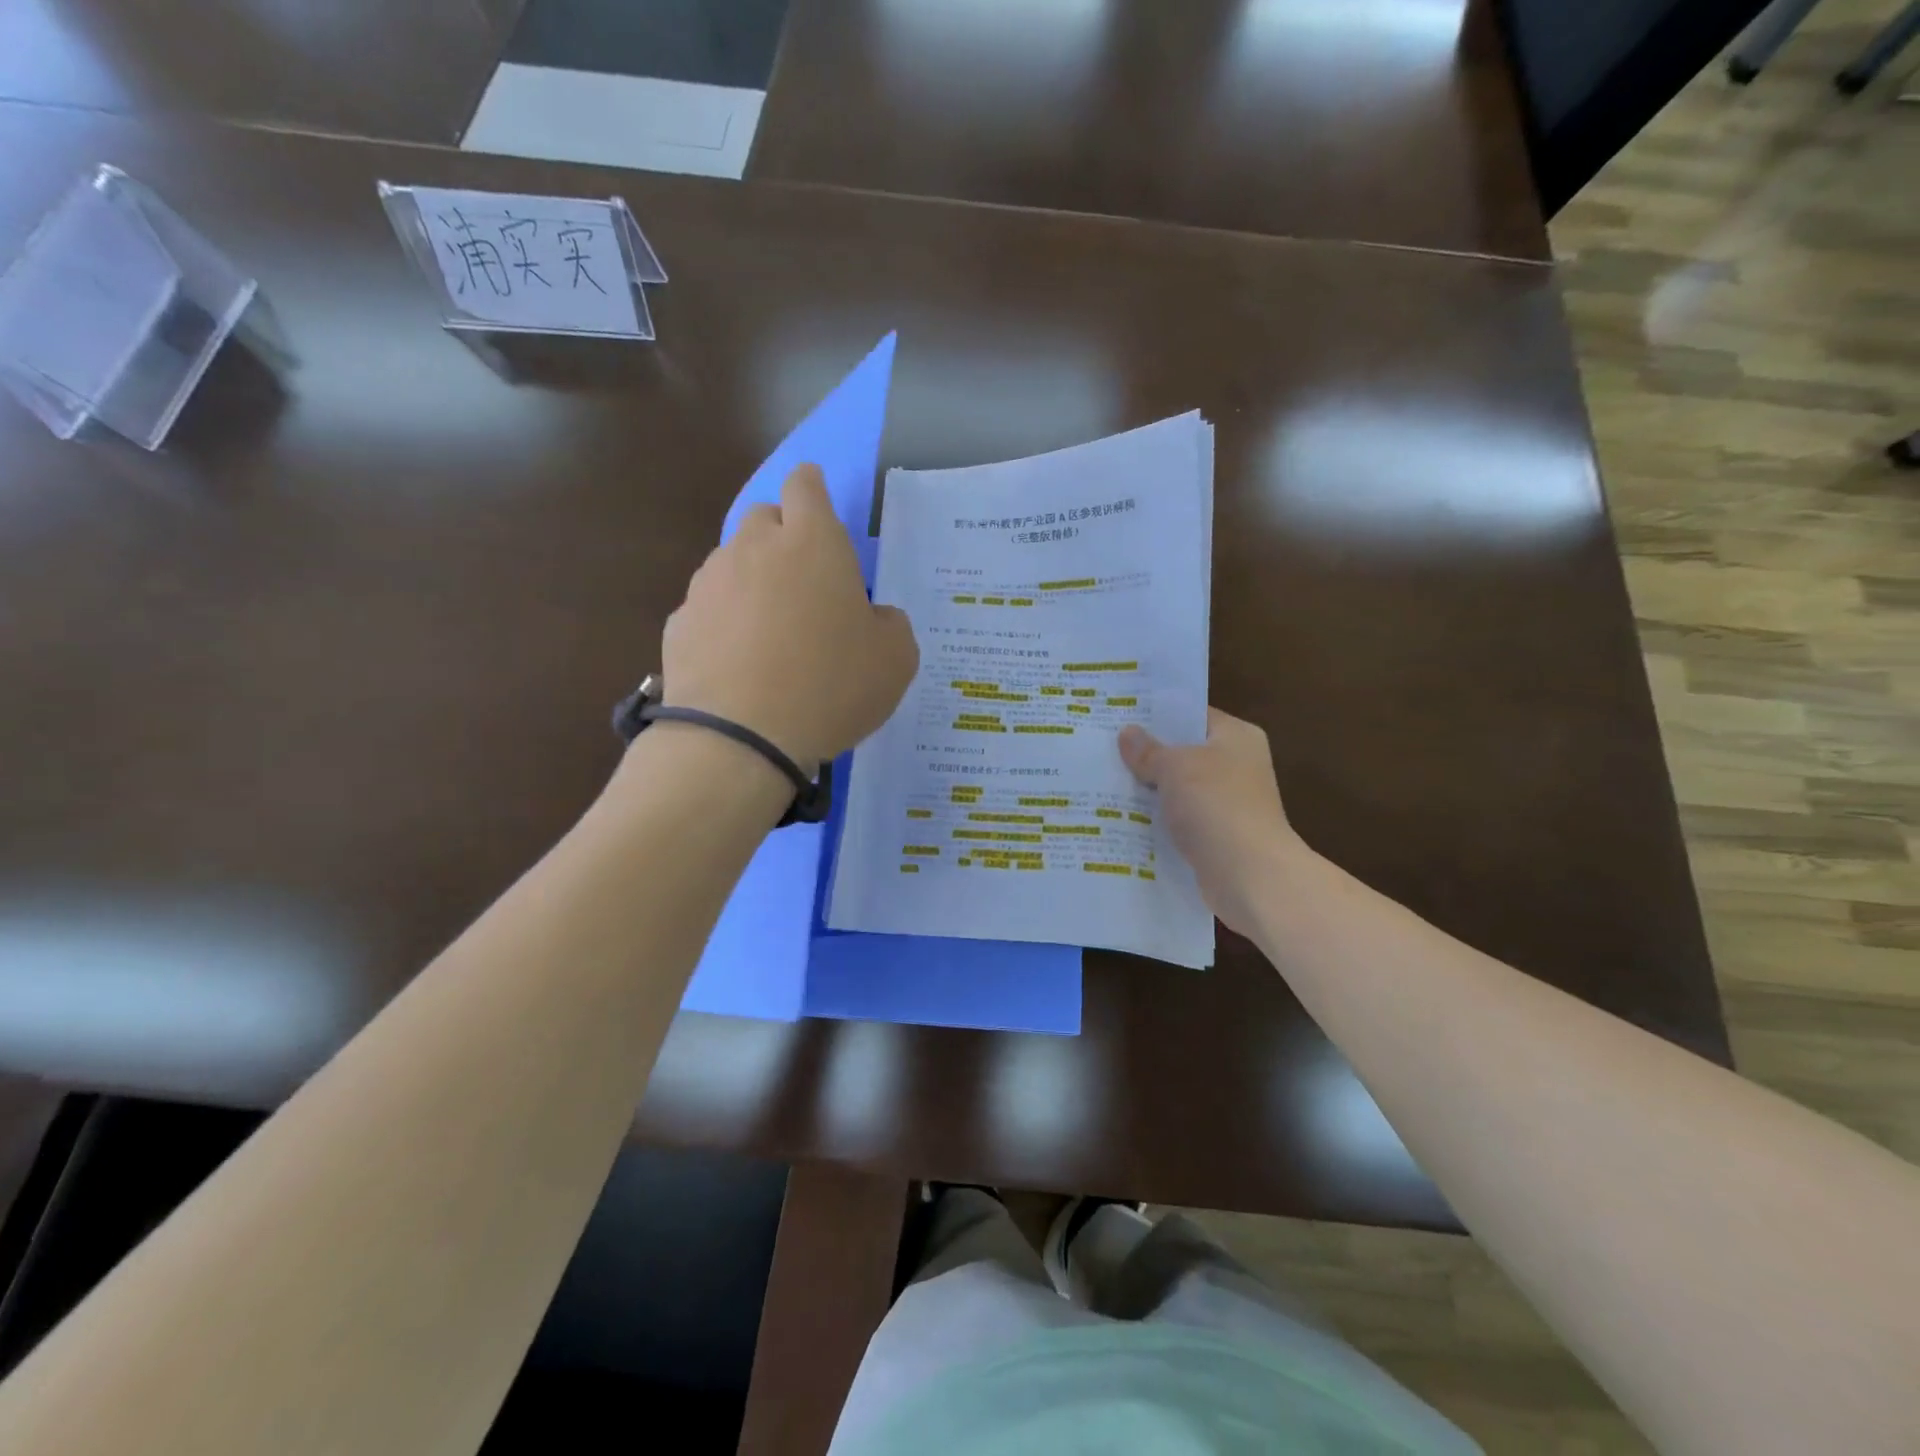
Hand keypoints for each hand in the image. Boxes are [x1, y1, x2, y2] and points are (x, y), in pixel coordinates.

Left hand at [661, 464, 918, 770]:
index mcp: (814, 544)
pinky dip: (724, 623)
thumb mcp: (895, 660)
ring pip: (732, 562)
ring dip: (753, 582)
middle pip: (764, 518)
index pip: (806, 485)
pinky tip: (739, 663)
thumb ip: (890, 624)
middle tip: (805, 582)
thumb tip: (872, 617)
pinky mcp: (680, 622)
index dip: (813, 488)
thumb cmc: (831, 687)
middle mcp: (755, 548)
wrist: (740, 738)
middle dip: (783, 537)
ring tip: (770, 632)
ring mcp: (709, 583)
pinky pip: (709, 608)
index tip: (819, 507)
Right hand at [1119, 710, 1304, 938]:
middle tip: (1101, 747)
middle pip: (1182, 752)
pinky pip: (1178, 820)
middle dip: (1145, 754)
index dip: (1156, 714)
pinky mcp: (1215, 836)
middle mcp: (1236, 766)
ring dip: (1147, 790)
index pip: (1192, 715)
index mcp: (1236, 737)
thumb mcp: (1176, 767)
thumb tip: (1127, 733)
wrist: (1250, 876)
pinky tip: (1120, 818)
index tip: (1118, 715)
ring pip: (1177, 789)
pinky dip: (1155, 820)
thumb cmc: (1216, 806)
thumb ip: (1149, 750)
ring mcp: (1227, 804)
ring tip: (1101, 781)